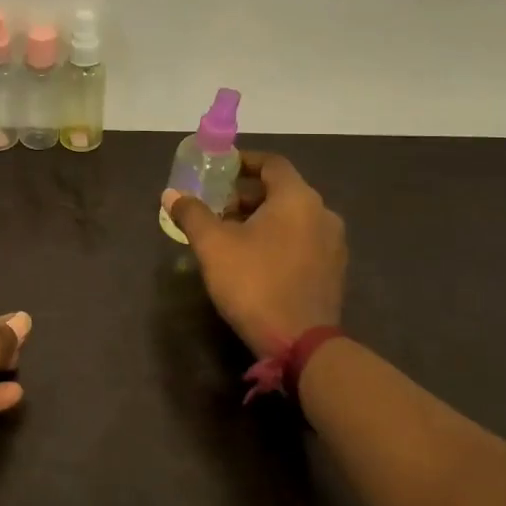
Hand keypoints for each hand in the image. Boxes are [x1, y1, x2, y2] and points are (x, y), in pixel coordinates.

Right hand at [162, 152, 346, 358]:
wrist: (301, 344)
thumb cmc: (255, 283)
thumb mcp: (213, 245)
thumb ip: (192, 213)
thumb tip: (171, 193)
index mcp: (297, 198)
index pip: (271, 163)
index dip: (243, 162)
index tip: (219, 169)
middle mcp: (322, 213)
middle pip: (281, 190)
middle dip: (246, 195)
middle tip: (216, 207)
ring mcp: (333, 243)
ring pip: (292, 217)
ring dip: (261, 218)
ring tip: (229, 234)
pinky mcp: (333, 270)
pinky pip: (302, 240)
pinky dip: (278, 238)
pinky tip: (254, 259)